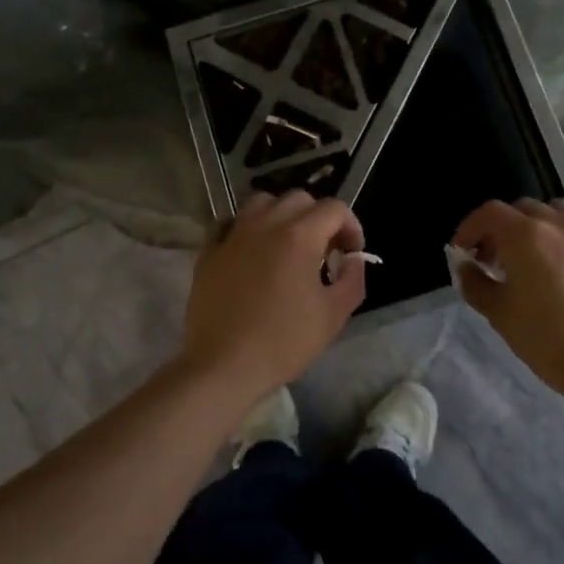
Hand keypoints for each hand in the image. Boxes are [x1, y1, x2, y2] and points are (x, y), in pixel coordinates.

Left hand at [181, 190, 366, 401]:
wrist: (224, 365)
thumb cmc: (284, 341)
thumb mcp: (333, 315)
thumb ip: (352, 279)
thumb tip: (353, 259)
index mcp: (299, 236)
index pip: (334, 208)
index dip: (351, 226)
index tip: (351, 254)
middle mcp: (265, 224)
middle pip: (299, 199)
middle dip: (318, 218)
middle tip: (323, 250)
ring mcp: (233, 234)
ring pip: (262, 202)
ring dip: (281, 215)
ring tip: (286, 244)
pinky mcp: (210, 250)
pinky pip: (231, 223)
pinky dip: (247, 229)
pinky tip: (251, 252)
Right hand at [451, 199, 563, 418]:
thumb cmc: (548, 340)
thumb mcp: (499, 314)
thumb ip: (475, 283)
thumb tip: (467, 267)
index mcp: (526, 234)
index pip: (490, 213)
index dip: (471, 227)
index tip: (464, 250)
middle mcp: (561, 224)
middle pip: (524, 209)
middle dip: (505, 228)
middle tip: (497, 258)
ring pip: (560, 214)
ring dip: (541, 228)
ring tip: (537, 258)